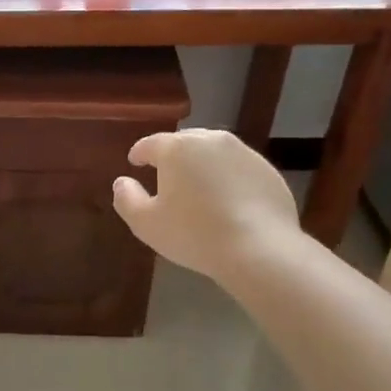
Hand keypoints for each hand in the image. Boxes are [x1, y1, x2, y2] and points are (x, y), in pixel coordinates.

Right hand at [112, 129, 299, 282]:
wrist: (259, 249)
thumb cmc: (194, 234)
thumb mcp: (146, 223)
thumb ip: (127, 199)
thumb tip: (122, 182)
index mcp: (177, 148)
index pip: (151, 144)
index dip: (139, 153)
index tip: (135, 162)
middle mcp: (211, 140)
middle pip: (184, 143)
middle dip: (172, 156)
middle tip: (166, 177)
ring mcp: (244, 153)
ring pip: (214, 153)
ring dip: (202, 165)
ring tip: (198, 188)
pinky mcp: (268, 170)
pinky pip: (238, 169)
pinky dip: (228, 179)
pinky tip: (227, 202)